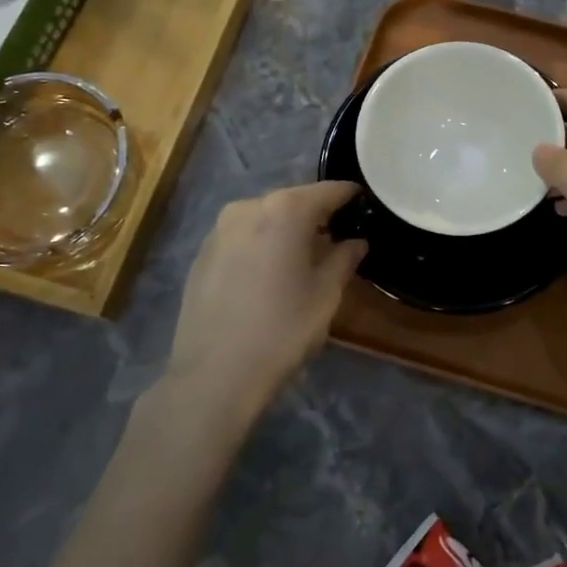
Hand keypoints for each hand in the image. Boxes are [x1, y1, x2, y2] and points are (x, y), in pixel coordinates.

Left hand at [166, 181, 366, 416]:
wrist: (214, 374)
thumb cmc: (282, 329)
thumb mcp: (326, 294)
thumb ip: (344, 259)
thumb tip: (356, 242)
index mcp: (285, 210)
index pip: (328, 191)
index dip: (349, 196)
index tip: (365, 204)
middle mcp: (248, 207)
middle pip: (292, 201)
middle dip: (316, 215)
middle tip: (338, 235)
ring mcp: (219, 229)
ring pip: (264, 218)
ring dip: (286, 230)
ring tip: (303, 257)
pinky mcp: (201, 254)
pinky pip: (241, 237)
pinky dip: (260, 245)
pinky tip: (269, 274)